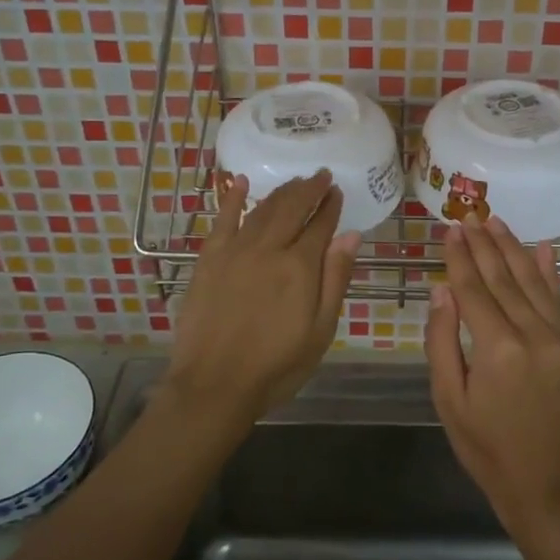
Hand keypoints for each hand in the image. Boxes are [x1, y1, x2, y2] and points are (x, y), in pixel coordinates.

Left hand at [163, 171, 359, 437]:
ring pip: (262, 209)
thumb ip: (335, 279)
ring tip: (295, 181)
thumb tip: (350, 236)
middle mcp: (269, 248)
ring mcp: (236, 250)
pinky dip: (232, 198)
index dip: (330, 205)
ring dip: (281, 192)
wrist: (214, 384)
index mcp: (300, 266)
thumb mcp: (320, 330)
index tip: (337, 190)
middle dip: (309, 189)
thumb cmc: (276, 365)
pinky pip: (222, 219)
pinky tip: (239, 182)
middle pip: (292, 208)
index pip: (320, 225)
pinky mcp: (209, 259)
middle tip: (321, 175)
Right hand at [425, 215, 559, 532]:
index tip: (450, 229)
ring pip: (532, 281)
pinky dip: (550, 272)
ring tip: (495, 221)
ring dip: (513, 249)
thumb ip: (442, 341)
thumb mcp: (449, 400)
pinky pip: (558, 301)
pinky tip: (544, 248)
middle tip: (469, 215)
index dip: (459, 257)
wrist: (547, 486)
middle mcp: (532, 334)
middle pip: (503, 278)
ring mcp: (557, 339)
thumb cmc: (486, 448)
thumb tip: (442, 291)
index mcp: (497, 348)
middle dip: (484, 244)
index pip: (473, 289)